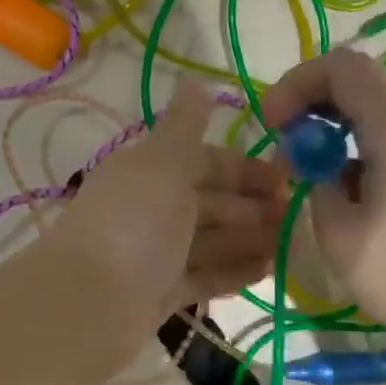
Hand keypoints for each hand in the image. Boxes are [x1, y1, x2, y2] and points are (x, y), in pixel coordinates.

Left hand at [46, 81, 287, 357]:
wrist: (88, 304)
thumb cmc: (133, 224)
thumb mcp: (162, 163)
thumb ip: (184, 126)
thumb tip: (196, 80)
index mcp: (148, 171)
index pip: (203, 161)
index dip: (244, 167)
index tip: (286, 177)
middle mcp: (150, 209)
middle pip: (209, 202)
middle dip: (252, 205)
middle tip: (297, 214)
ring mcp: (155, 254)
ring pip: (210, 240)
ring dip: (249, 239)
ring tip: (294, 244)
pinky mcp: (160, 293)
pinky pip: (204, 276)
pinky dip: (234, 271)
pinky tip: (268, 271)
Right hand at [263, 50, 385, 350]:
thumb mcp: (339, 231)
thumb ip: (316, 180)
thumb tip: (316, 162)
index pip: (341, 66)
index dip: (297, 83)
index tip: (272, 124)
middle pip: (362, 77)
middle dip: (315, 97)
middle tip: (287, 137)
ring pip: (380, 103)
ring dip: (338, 119)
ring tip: (311, 163)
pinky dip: (362, 138)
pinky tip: (348, 183)